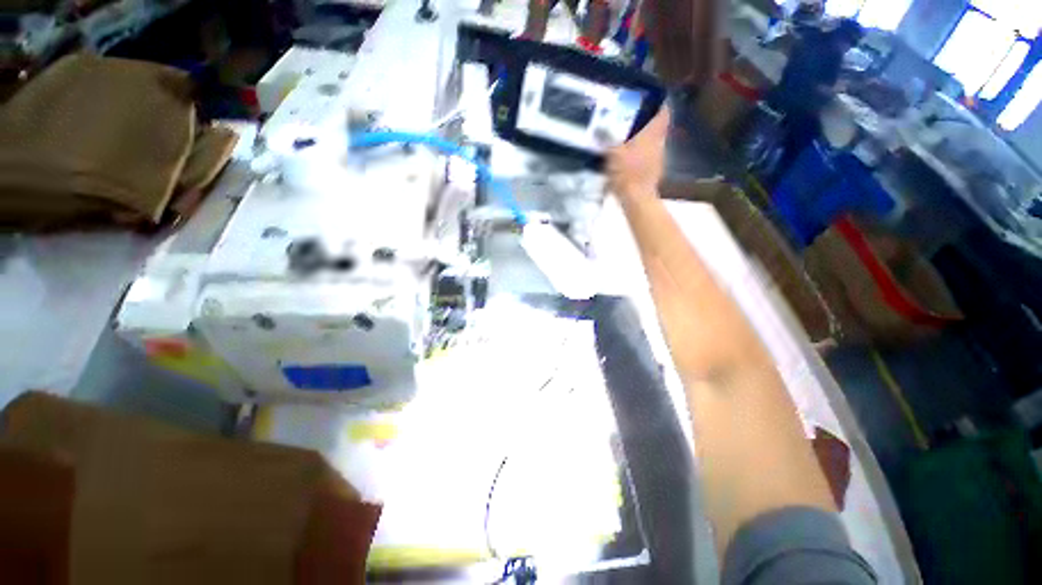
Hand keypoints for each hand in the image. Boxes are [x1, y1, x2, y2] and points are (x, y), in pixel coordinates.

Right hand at [607, 107, 669, 199]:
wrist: (637, 199)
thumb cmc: (627, 173)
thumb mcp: (613, 153)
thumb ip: (608, 139)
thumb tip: (601, 127)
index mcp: (651, 135)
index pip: (662, 113)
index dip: (659, 103)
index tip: (650, 98)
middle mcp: (658, 144)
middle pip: (657, 127)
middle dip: (647, 121)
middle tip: (633, 117)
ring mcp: (657, 159)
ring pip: (653, 142)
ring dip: (643, 138)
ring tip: (628, 136)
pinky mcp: (653, 172)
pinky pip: (648, 156)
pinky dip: (640, 153)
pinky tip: (629, 157)